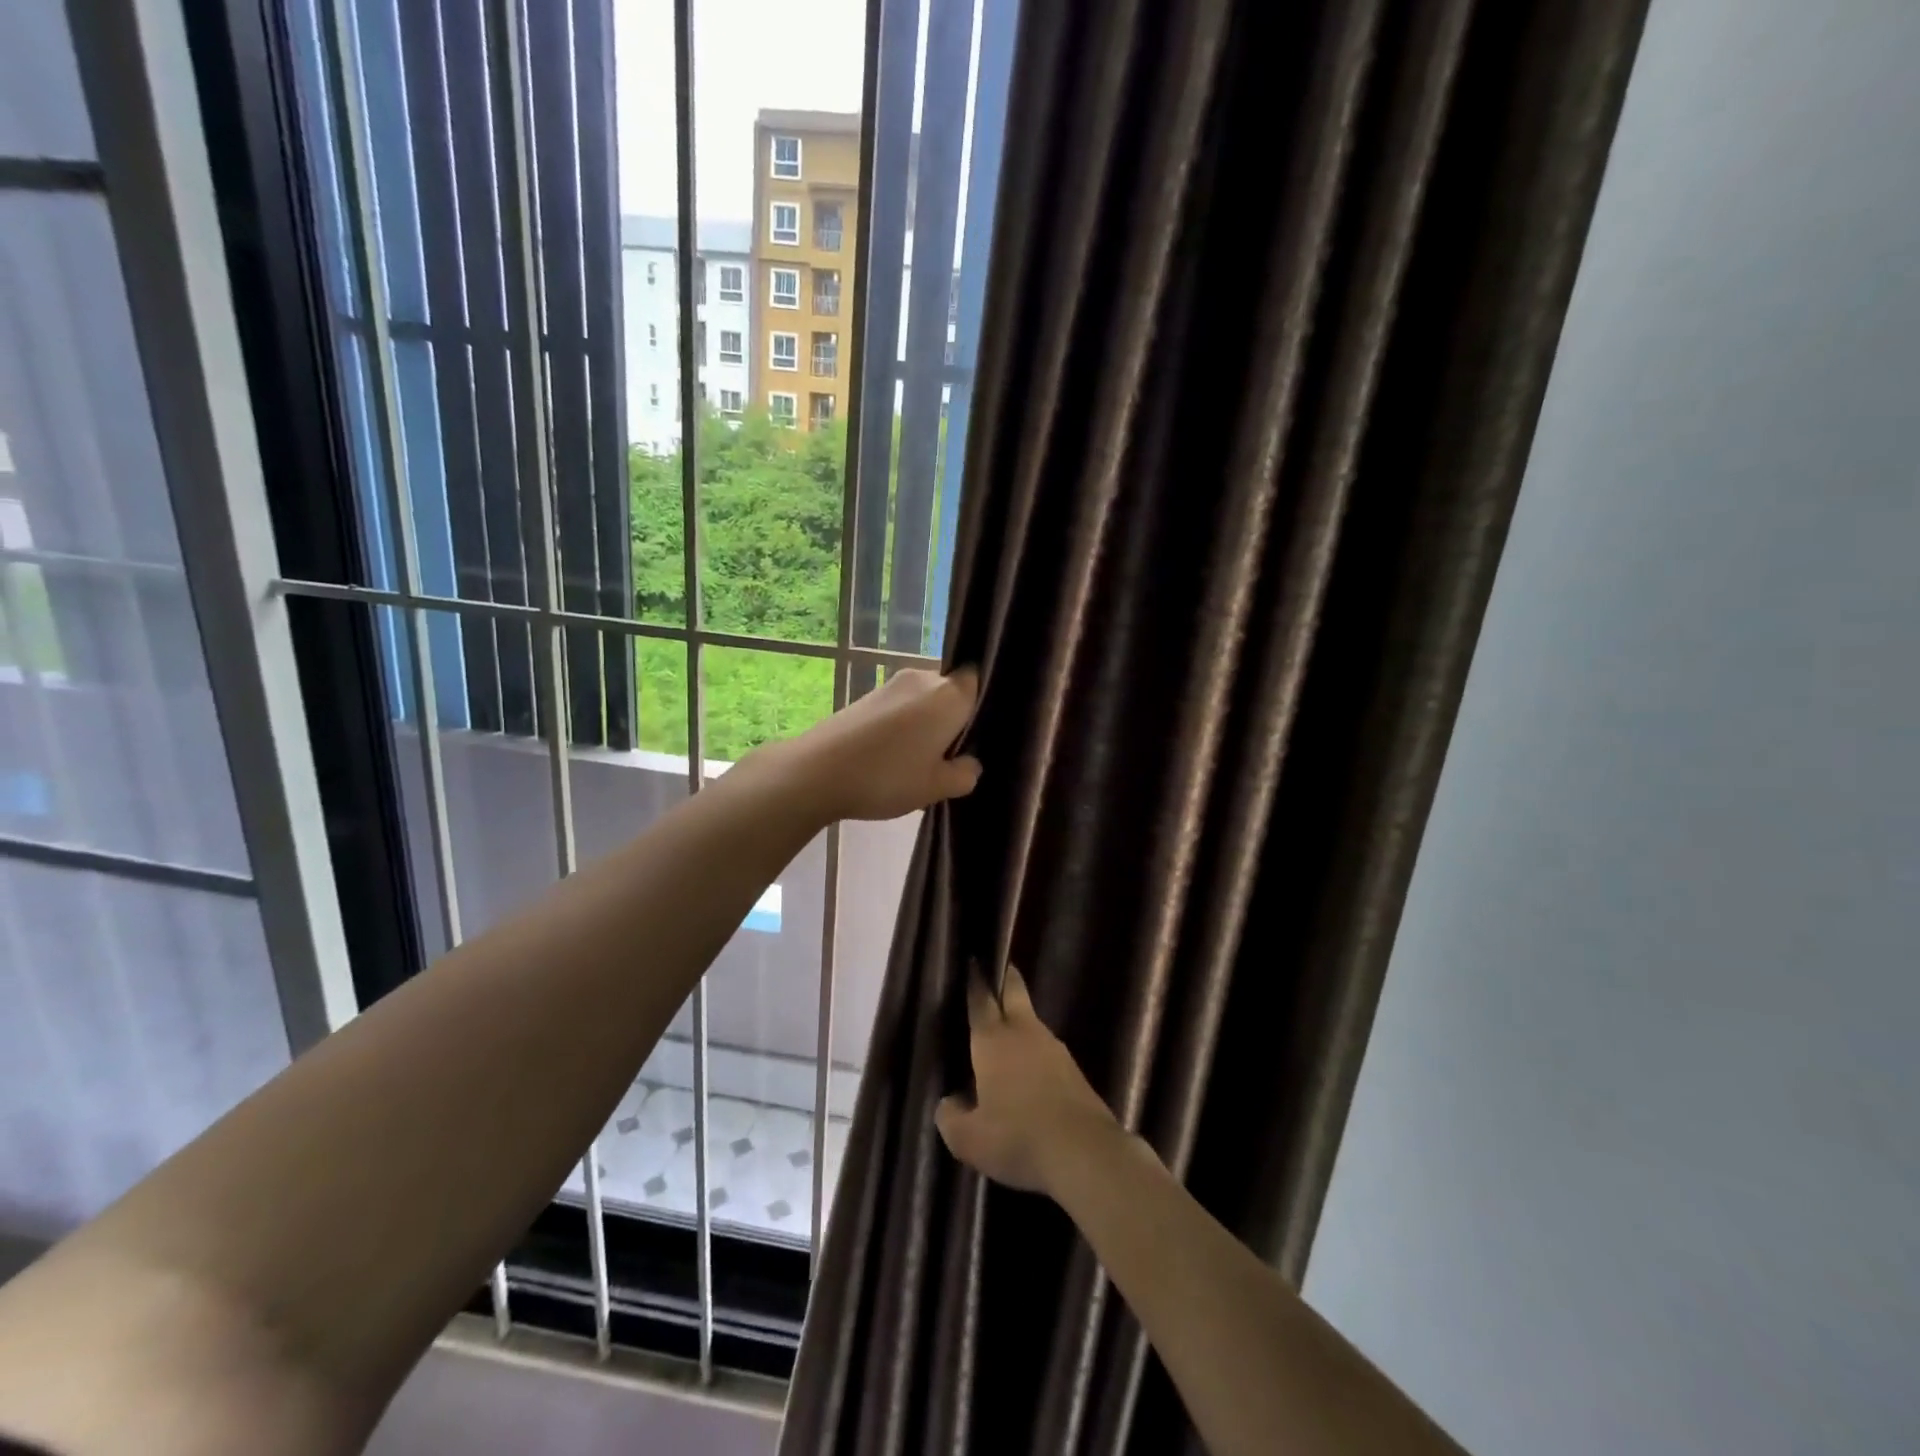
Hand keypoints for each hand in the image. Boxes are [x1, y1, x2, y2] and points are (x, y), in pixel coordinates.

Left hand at [761, 666, 982, 822]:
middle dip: (953, 719)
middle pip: (950, 691)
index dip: (979, 705)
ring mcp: (891, 685)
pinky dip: (903, 726)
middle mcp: (923, 679)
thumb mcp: (936, 787)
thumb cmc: (888, 777)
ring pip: (923, 701)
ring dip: (926, 724)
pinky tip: (893, 756)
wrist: (818, 771)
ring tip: (919, 761)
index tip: (977, 734)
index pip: (978, 681)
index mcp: (950, 695)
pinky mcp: (867, 696)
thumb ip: (964, 774)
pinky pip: (899, 707)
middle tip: (950, 756)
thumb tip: (969, 764)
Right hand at [936, 966, 1121, 1196]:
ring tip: (1007, 1037)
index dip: (975, 979)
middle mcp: (1024, 1033)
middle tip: (997, 971)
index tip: (973, 961)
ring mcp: (1054, 1049)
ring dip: (1020, 1022)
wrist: (1085, 1152)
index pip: (981, 999)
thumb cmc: (1017, 1137)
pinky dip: (1036, 1055)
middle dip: (1006, 978)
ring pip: (1032, 1023)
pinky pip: (1048, 1052)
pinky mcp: (1075, 1071)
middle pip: (1015, 992)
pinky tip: (1031, 1077)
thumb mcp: (969, 1139)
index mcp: (993, 1040)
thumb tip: (949, 1103)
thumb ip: (950, 1117)